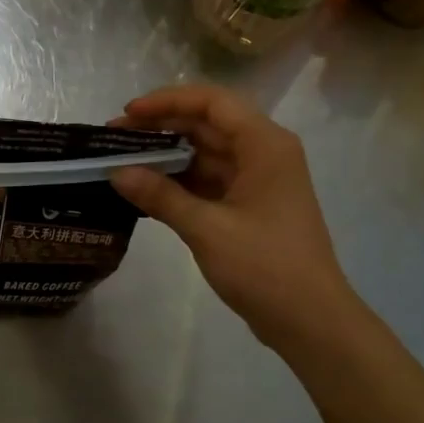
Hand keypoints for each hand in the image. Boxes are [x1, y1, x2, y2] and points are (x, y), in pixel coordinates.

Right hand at [110, 83, 356, 349]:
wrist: (310, 321)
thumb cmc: (265, 267)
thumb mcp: (207, 228)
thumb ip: (161, 196)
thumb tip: (116, 172)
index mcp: (264, 146)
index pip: (212, 103)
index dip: (167, 101)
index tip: (128, 113)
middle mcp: (263, 154)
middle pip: (206, 125)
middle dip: (160, 128)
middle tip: (113, 139)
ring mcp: (256, 181)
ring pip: (205, 154)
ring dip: (166, 157)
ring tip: (121, 164)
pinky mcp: (248, 207)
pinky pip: (207, 181)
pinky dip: (178, 183)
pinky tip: (144, 190)